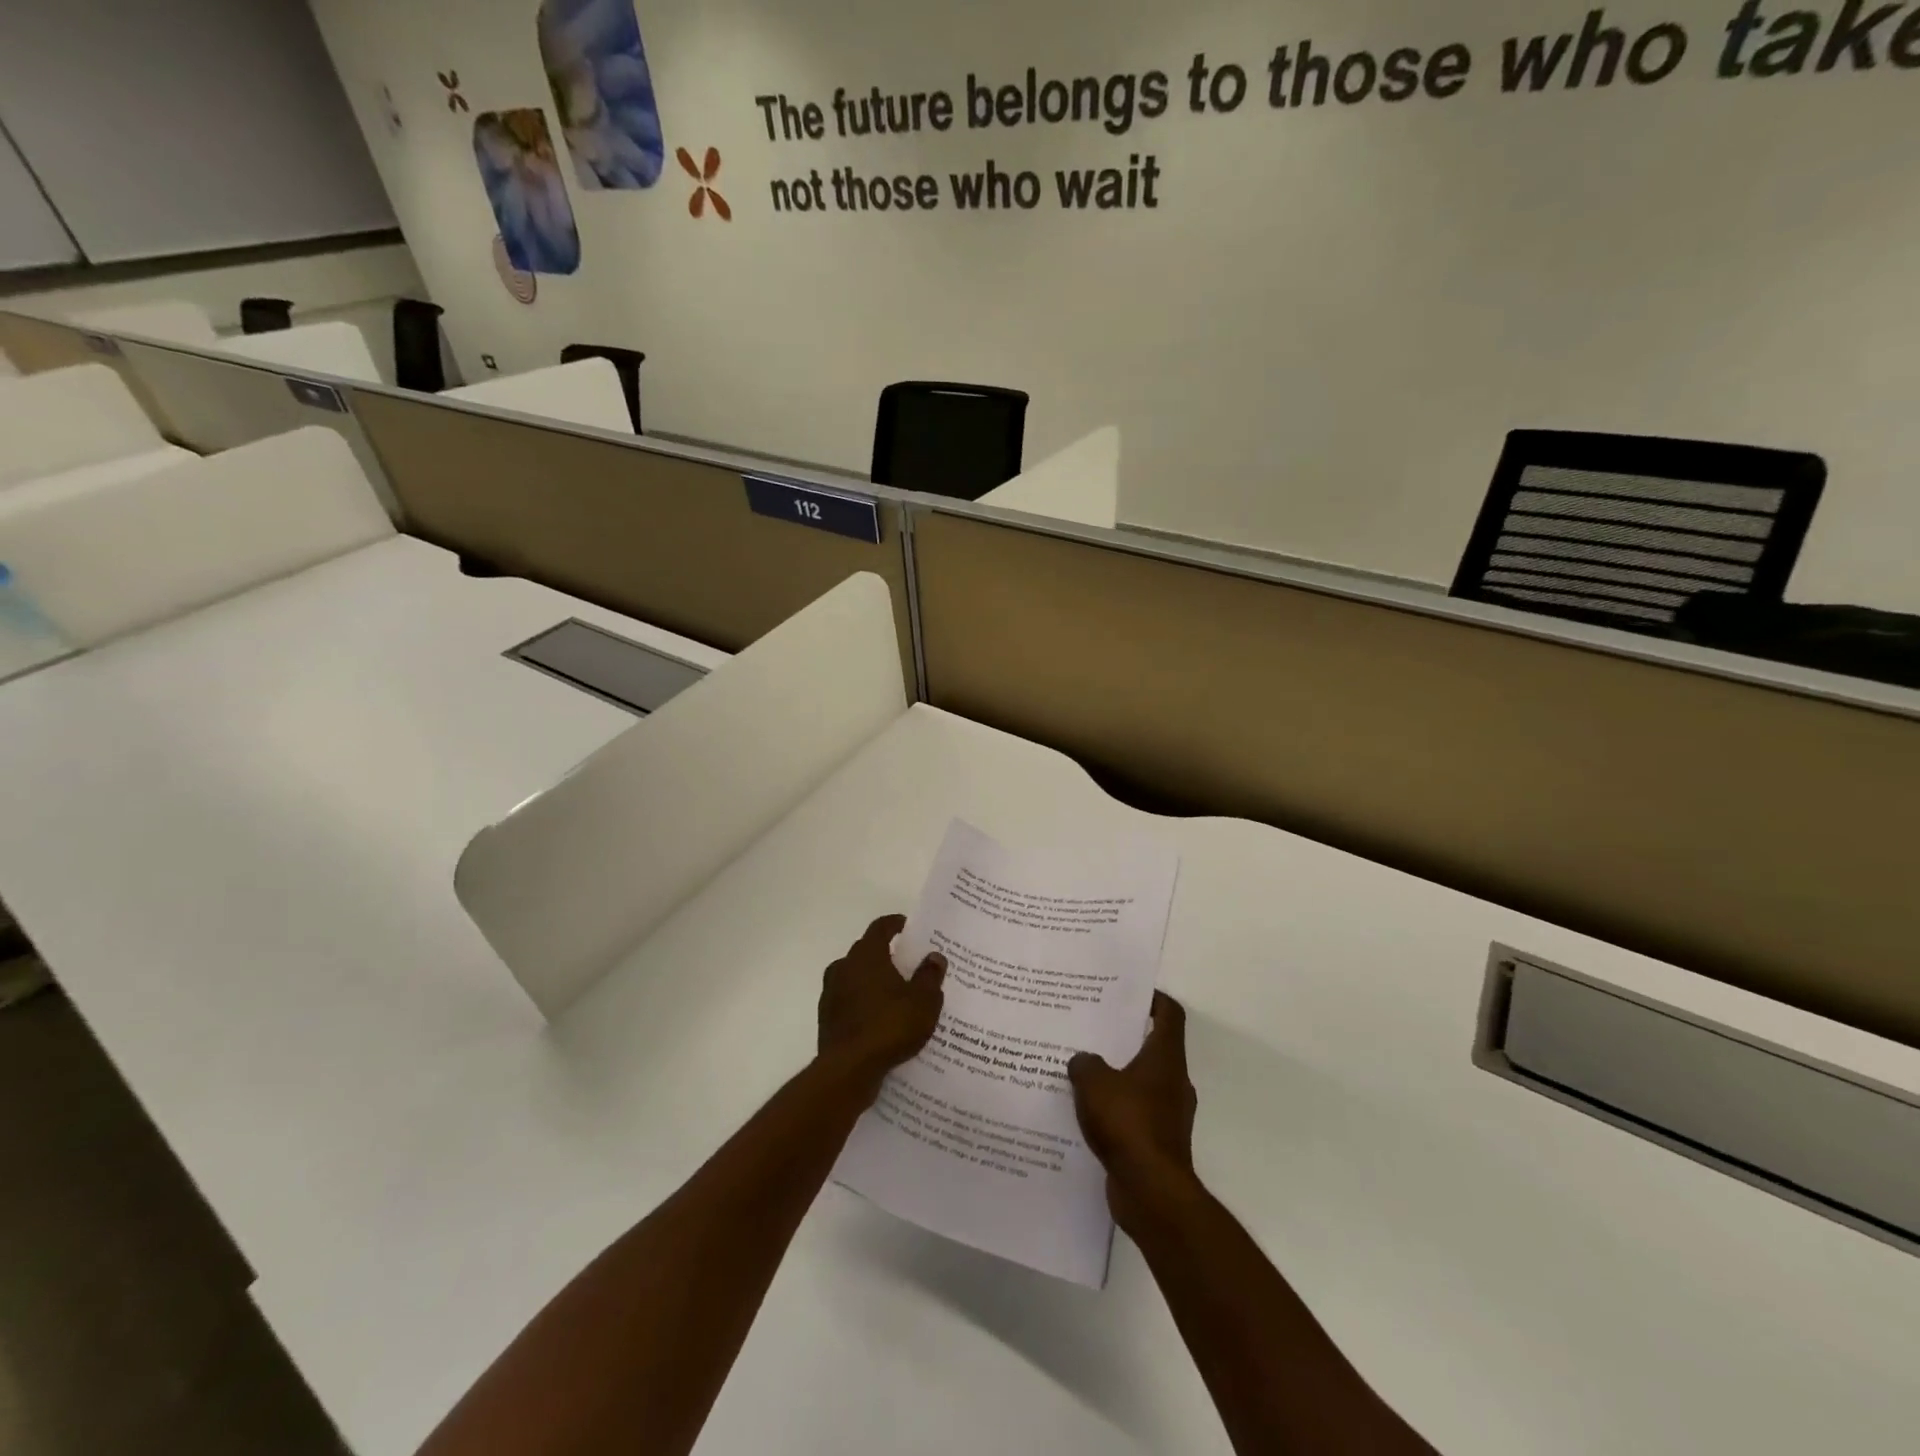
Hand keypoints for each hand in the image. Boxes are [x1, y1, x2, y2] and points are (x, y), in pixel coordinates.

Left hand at [817, 914, 945, 1090]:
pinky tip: (879, 1018)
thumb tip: (934, 957)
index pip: (880, 928)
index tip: (907, 927)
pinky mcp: (827, 1018)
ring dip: (872, 980)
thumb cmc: (890, 1026)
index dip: (895, 924)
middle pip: (866, 951)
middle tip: (907, 963)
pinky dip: (863, 1002)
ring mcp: (831, 993)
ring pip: (855, 976)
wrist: (848, 1070)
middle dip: (885, 954)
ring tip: (894, 993)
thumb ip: (930, 976)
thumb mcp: (923, 1001)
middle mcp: (844, 967)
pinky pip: (849, 1000)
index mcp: (867, 955)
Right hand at [1069, 991, 1198, 1232]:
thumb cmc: (1128, 1123)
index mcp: (1165, 1059)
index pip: (1169, 1015)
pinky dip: (1115, 1110)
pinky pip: (1134, 1114)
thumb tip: (1083, 1061)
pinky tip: (1087, 1112)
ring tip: (1083, 1071)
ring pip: (1141, 1083)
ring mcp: (1168, 1115)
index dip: (1153, 999)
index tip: (1129, 993)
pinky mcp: (1157, 1142)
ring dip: (1117, 1077)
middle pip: (1153, 1048)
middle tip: (1093, 1029)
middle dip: (1125, 1038)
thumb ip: (1085, 1063)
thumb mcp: (1094, 1082)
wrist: (1151, 1192)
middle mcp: (1173, 1082)